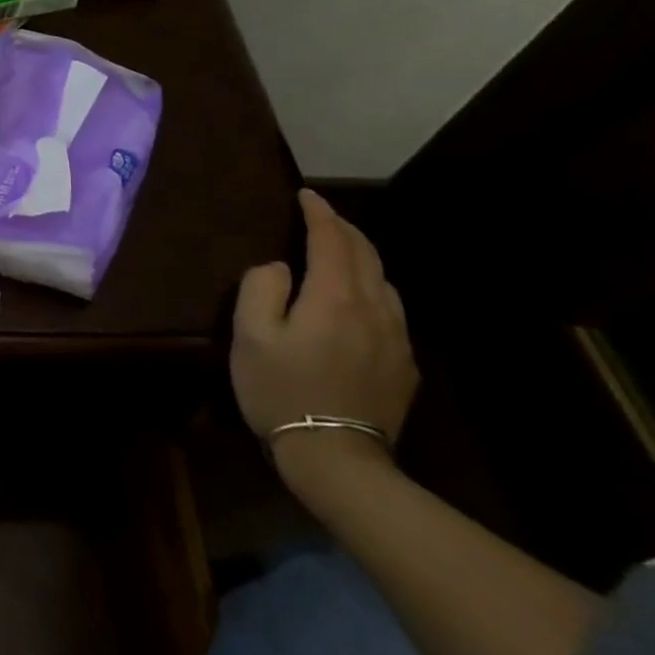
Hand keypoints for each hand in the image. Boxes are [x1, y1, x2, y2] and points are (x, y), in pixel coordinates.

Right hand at [232, 189, 417, 496]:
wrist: (337, 459)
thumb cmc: (282, 390)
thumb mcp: (250, 334)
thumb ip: (261, 287)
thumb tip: (281, 267)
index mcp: (335, 297)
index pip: (332, 240)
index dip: (319, 213)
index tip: (306, 195)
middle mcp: (374, 310)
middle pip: (366, 255)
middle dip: (344, 228)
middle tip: (322, 214)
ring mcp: (396, 340)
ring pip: (385, 281)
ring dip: (363, 256)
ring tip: (341, 250)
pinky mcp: (404, 367)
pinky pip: (392, 310)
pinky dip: (374, 287)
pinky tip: (360, 298)